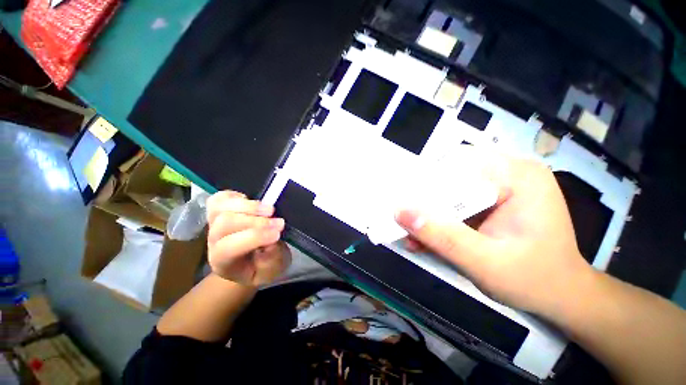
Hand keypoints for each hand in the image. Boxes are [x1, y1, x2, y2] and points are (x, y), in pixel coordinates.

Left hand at [206, 191, 290, 285]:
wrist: (255, 260)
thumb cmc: (264, 266)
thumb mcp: (273, 269)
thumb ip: (271, 259)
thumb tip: (272, 239)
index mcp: (223, 262)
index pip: (228, 248)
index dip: (254, 238)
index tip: (278, 233)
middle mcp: (214, 241)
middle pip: (224, 223)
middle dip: (255, 221)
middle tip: (279, 222)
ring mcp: (215, 223)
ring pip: (221, 207)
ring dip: (249, 206)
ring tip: (271, 210)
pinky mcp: (220, 210)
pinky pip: (220, 198)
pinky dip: (237, 196)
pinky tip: (255, 202)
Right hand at [396, 157, 594, 317]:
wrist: (560, 296)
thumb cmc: (533, 281)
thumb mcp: (483, 263)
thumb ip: (441, 236)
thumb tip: (400, 211)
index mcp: (518, 177)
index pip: (459, 163)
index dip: (426, 181)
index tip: (404, 201)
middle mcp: (510, 173)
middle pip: (451, 176)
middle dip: (425, 202)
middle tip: (405, 220)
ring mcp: (501, 186)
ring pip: (450, 192)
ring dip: (430, 214)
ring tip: (412, 235)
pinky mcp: (492, 200)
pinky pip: (457, 203)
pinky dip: (440, 220)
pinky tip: (427, 239)